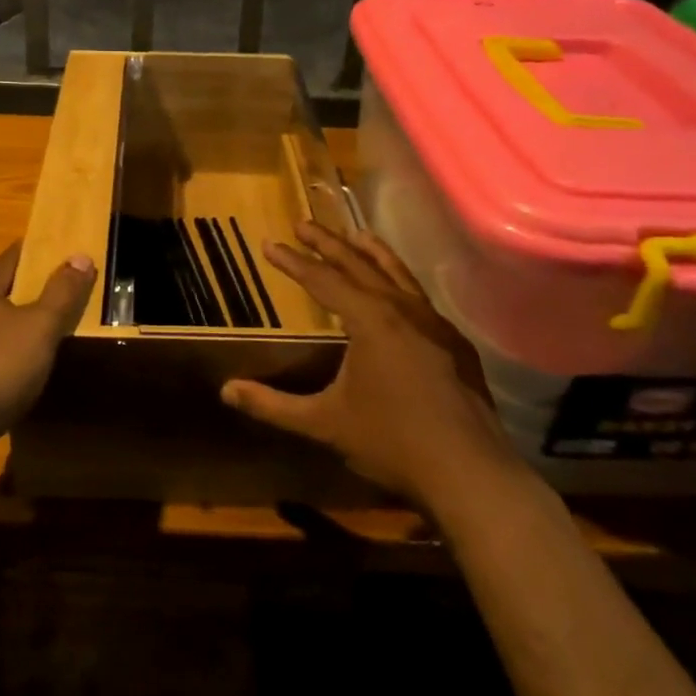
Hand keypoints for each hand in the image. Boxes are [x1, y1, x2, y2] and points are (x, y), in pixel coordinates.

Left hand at [0, 241, 95, 462]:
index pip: (10, 259)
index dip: (35, 252)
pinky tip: (8, 378)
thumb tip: (80, 255)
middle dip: (21, 293)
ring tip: (34, 339)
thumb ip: (62, 293)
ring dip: (5, 331)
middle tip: (54, 296)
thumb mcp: (40, 328)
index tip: (58, 250)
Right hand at [222, 221, 523, 502]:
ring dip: (371, 252)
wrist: (470, 473)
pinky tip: (397, 290)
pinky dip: (399, 281)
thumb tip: (226, 391)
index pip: (323, 280)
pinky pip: (419, 297)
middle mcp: (403, 310)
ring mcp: (435, 324)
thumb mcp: (324, 423)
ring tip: (354, 234)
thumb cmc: (391, 443)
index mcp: (371, 320)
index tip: (270, 243)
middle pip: (360, 265)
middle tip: (304, 223)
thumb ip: (273, 406)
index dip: (294, 262)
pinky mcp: (454, 343)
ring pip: (397, 274)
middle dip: (328, 243)